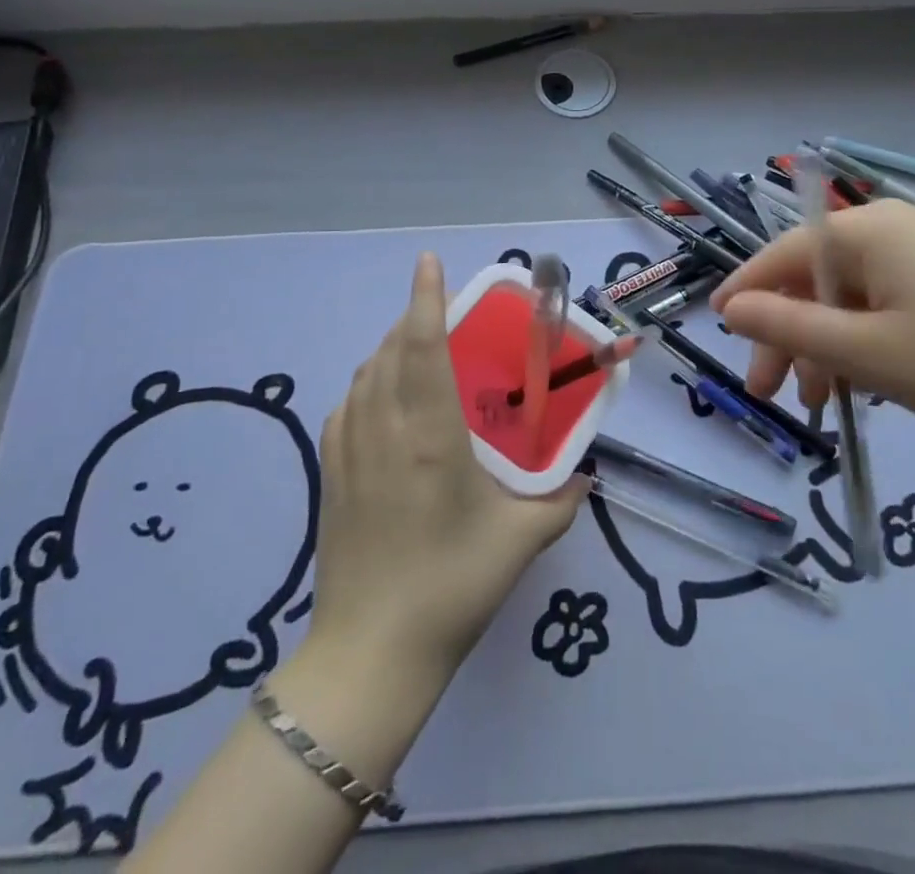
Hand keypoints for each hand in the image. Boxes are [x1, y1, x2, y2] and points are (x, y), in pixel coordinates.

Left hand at [305, 253, 586, 685]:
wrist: (370, 653)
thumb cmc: (451, 586)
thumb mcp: (520, 541)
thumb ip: (561, 500)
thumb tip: (584, 475)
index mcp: (428, 435)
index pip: (420, 347)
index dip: (423, 298)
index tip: (428, 261)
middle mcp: (382, 429)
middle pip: (389, 351)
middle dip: (412, 320)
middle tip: (443, 315)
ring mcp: (348, 450)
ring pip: (364, 375)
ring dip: (389, 350)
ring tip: (419, 352)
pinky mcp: (329, 473)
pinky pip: (348, 406)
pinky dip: (368, 384)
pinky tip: (386, 402)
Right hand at [711, 199, 914, 459]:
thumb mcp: (868, 353)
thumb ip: (789, 327)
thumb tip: (730, 307)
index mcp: (868, 231)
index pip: (783, 254)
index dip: (747, 292)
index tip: (717, 328)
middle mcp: (896, 227)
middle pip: (818, 277)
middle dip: (790, 334)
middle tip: (774, 393)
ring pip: (855, 295)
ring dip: (829, 345)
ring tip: (826, 404)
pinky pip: (892, 302)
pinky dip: (870, 340)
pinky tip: (873, 383)